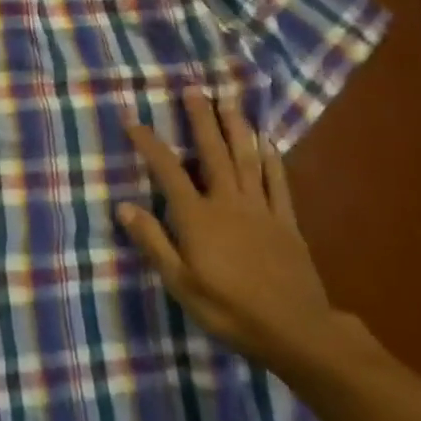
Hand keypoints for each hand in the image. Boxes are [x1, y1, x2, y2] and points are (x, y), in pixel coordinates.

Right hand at [118, 87, 345, 372]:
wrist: (297, 330)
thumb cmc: (230, 310)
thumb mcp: (181, 283)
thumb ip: (154, 242)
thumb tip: (124, 206)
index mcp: (198, 218)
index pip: (168, 172)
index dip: (149, 144)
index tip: (133, 120)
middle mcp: (228, 203)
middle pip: (213, 153)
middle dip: (201, 119)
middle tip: (194, 89)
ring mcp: (261, 209)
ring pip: (246, 159)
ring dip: (236, 128)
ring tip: (228, 102)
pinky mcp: (286, 222)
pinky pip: (278, 183)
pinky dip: (271, 160)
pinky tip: (267, 143)